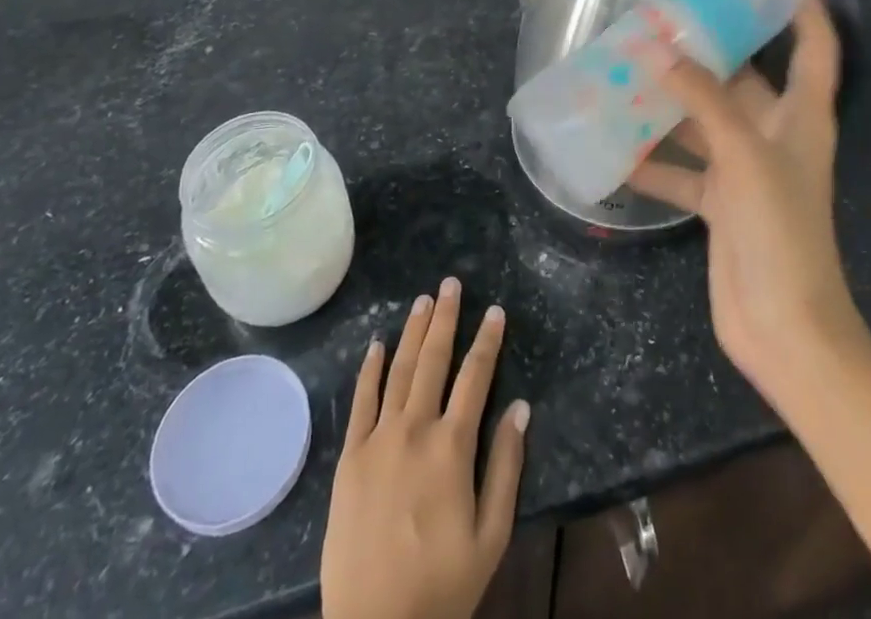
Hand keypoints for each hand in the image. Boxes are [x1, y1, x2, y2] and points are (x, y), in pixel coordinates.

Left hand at [320, 277, 531, 618]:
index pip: (475, 377)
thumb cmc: (442, 586)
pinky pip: (361, 401)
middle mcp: (415, 429)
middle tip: (451, 283)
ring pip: (398, 370)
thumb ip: (506, 466)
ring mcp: (378, 440)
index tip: (495, 310)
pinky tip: (377, 343)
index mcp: (452, 446)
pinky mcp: (350, 457)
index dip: (487, 340)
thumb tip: (521, 406)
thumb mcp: (491, 534)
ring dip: (412, 331)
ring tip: (423, 300)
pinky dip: (370, 369)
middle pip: (433, 360)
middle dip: (445, 318)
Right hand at [627, 0, 862, 408]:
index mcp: (800, 116)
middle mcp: (774, 134)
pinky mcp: (720, 203)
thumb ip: (702, 100)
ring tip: (624, 72)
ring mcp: (745, 169)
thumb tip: (658, 49)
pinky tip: (615, 148)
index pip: (814, 46)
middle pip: (742, 78)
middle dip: (705, 51)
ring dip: (668, 102)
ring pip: (703, 120)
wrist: (786, 332)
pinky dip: (652, 159)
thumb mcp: (745, 155)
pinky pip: (681, 168)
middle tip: (660, 19)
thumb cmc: (782, 233)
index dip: (801, 8)